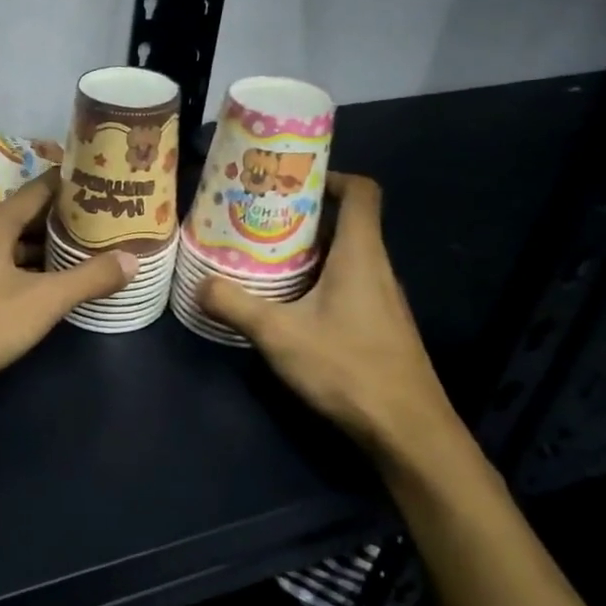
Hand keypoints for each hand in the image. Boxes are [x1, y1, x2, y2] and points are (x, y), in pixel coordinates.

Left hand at [0, 171, 135, 402]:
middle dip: (61, 218)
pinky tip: (39, 283)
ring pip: (7, 241)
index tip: (102, 183)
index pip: (39, 188)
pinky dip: (20, 265)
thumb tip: (133, 259)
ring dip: (40, 245)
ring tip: (78, 251)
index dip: (71, 184)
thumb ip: (88, 279)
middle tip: (101, 221)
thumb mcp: (42, 302)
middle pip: (23, 214)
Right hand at [200, 173, 461, 461]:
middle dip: (301, 215)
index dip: (331, 176)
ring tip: (260, 254)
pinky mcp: (377, 324)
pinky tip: (284, 300)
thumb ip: (235, 305)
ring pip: (342, 256)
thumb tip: (199, 284)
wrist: (406, 430)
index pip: (361, 192)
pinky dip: (315, 279)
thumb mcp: (279, 334)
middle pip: (344, 222)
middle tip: (256, 217)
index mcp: (360, 255)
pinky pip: (345, 283)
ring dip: (305, 250)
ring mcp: (380, 298)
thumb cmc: (347, 368)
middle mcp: (375, 268)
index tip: (290, 180)